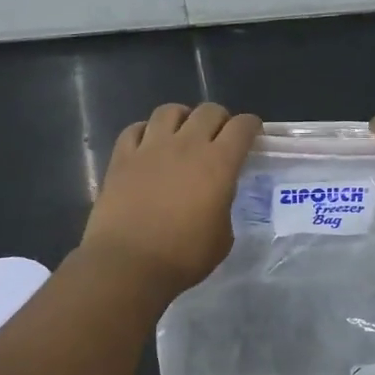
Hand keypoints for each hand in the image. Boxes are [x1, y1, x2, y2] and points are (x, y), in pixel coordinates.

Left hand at [80, 102, 260, 297]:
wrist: (128, 264)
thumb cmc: (183, 257)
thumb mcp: (222, 237)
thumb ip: (223, 206)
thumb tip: (215, 197)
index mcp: (218, 164)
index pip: (242, 127)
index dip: (251, 126)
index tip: (253, 135)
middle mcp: (186, 145)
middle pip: (208, 111)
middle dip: (220, 119)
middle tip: (219, 136)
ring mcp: (150, 147)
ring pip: (169, 111)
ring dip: (182, 118)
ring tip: (182, 133)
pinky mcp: (121, 157)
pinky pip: (135, 129)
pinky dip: (145, 132)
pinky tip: (148, 145)